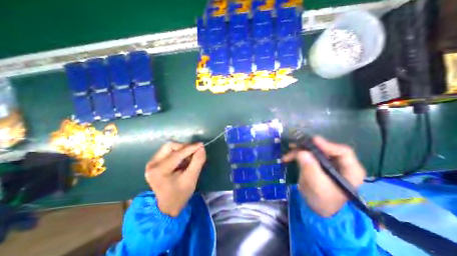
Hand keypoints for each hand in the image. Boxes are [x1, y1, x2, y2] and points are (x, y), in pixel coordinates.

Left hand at [145, 142, 205, 215]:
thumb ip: (197, 162)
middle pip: (170, 146)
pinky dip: (178, 152)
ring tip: (189, 157)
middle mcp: (152, 164)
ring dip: (181, 149)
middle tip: (195, 152)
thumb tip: (201, 148)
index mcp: (159, 171)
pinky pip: (168, 151)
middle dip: (184, 147)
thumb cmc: (180, 194)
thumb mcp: (191, 179)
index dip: (190, 147)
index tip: (201, 145)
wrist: (167, 206)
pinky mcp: (154, 162)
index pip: (177, 154)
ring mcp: (151, 163)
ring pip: (169, 147)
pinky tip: (184, 159)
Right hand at [285, 137, 366, 216]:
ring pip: (311, 150)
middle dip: (307, 147)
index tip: (313, 141)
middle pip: (324, 149)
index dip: (327, 145)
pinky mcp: (315, 162)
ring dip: (298, 151)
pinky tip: (286, 158)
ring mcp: (325, 161)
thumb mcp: (318, 186)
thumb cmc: (323, 200)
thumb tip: (301, 152)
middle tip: (294, 146)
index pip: (343, 152)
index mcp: (350, 170)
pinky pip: (304, 154)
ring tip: (287, 155)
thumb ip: (311, 169)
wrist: (316, 207)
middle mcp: (338, 163)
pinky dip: (295, 155)